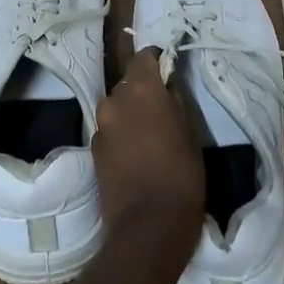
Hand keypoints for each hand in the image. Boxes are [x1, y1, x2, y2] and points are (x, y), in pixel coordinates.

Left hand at [94, 50, 203, 247]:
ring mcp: (100, 125)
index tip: (170, 72)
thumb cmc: (181, 174)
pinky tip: (137, 153)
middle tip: (164, 108)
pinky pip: (110, 129)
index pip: (144, 56)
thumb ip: (175, 99)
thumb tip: (167, 83)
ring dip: (131, 112)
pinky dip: (122, 133)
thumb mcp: (191, 131)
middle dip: (143, 89)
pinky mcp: (93, 150)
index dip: (157, 61)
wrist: (147, 227)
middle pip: (128, 82)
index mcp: (140, 89)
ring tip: (151, 134)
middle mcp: (114, 100)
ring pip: (118, 107)